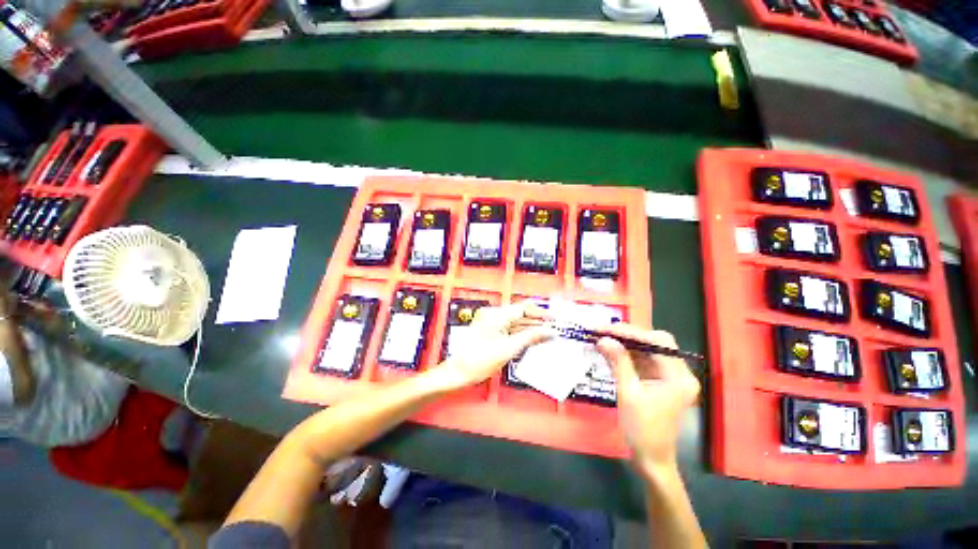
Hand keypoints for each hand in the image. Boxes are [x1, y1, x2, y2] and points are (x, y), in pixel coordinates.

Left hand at [436, 302, 552, 389]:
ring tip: (545, 335)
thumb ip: (531, 337)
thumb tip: (548, 332)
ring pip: (515, 322)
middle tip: (552, 329)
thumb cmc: (479, 360)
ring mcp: (490, 323)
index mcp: (496, 314)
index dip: (540, 313)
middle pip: (519, 315)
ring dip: (529, 329)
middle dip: (536, 322)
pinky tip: (531, 339)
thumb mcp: (509, 348)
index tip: (553, 318)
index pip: (523, 308)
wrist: (459, 372)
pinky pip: (509, 329)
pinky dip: (520, 334)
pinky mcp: (489, 331)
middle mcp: (492, 315)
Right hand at [596, 324, 699, 475]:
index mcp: (679, 377)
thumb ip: (618, 363)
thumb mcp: (628, 393)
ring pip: (648, 349)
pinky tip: (610, 351)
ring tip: (602, 339)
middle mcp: (680, 372)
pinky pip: (644, 360)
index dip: (630, 332)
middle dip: (627, 335)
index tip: (604, 329)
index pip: (657, 341)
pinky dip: (627, 354)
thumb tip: (604, 339)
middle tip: (602, 332)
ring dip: (625, 344)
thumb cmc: (642, 430)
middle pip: (655, 342)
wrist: (651, 459)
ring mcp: (671, 376)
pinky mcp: (661, 381)